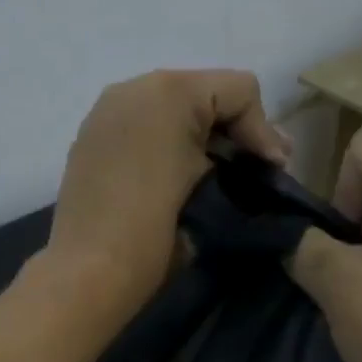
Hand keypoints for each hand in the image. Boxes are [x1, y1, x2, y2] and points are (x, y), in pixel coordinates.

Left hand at [48, 69, 290, 311]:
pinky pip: (142, 127)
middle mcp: (133, 89)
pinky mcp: (90, 140)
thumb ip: (238, 160)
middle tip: (258, 169)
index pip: (239, 91)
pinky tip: (176, 178)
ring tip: (219, 174)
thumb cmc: (155, 232)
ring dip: (200, 137)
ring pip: (172, 109)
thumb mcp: (210, 188)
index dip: (263, 130)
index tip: (272, 171)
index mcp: (169, 92)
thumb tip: (259, 159)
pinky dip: (166, 144)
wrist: (89, 272)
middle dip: (234, 130)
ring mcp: (106, 113)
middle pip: (204, 94)